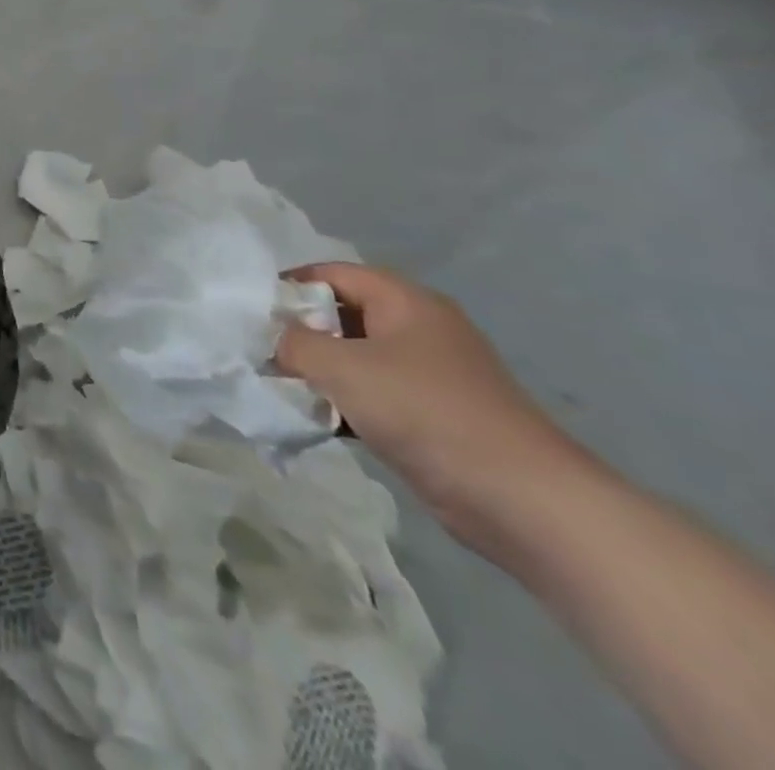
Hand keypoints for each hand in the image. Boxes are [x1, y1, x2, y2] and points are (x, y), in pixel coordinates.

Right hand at [276, 262, 583, 553]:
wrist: (523, 500)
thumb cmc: (425, 411)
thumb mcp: (343, 367)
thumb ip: (294, 343)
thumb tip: (271, 338)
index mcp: (405, 301)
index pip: (333, 273)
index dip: (289, 285)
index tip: (250, 309)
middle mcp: (418, 329)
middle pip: (342, 314)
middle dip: (299, 330)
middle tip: (258, 347)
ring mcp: (428, 375)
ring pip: (354, 357)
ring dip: (317, 371)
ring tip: (276, 384)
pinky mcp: (431, 416)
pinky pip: (372, 395)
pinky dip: (341, 403)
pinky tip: (312, 420)